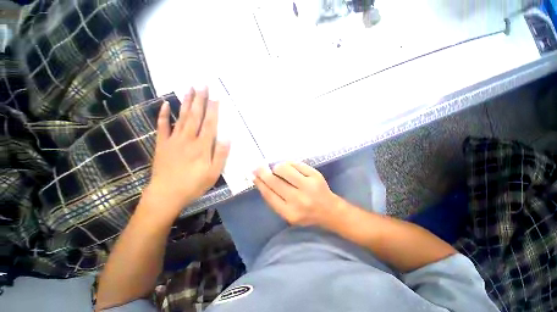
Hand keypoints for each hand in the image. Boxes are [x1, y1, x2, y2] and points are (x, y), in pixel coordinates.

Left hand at [142, 88, 229, 217]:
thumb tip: (228, 137)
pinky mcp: (162, 144)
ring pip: (181, 117)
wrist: (166, 194)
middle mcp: (188, 139)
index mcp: (202, 146)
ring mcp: (173, 140)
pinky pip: (162, 127)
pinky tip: (165, 104)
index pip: (210, 123)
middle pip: (196, 116)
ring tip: (189, 88)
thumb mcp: (214, 173)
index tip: (216, 96)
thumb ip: (221, 154)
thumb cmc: (194, 184)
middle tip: (202, 84)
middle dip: (200, 99)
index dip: (213, 109)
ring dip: (186, 102)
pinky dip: (163, 115)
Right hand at [253, 162, 340, 226]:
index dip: (259, 183)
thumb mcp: (288, 213)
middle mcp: (298, 200)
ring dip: (277, 167)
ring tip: (278, 169)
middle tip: (258, 167)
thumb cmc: (306, 213)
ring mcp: (308, 186)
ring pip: (284, 169)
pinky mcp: (315, 175)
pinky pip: (296, 164)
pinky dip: (289, 164)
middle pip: (274, 181)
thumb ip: (275, 200)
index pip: (269, 194)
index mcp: (289, 212)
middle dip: (263, 172)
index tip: (253, 175)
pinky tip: (289, 167)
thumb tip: (261, 181)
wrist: (329, 210)